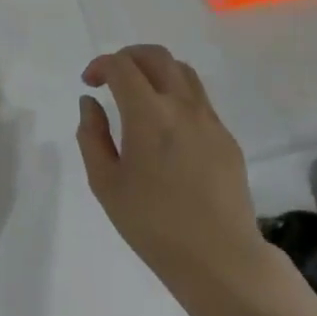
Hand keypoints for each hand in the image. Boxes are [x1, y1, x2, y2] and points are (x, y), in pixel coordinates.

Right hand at [77, 45, 272, 305]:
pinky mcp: (227, 137)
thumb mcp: (106, 185)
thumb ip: (92, 136)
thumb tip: (90, 103)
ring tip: (140, 93)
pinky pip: (199, 99)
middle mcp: (182, 105)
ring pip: (182, 71)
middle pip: (156, 55)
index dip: (101, 65)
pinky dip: (177, 95)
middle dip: (128, 56)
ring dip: (156, 70)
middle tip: (112, 76)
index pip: (121, 66)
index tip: (89, 82)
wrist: (221, 260)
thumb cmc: (154, 226)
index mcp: (148, 114)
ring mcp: (209, 119)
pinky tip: (167, 126)